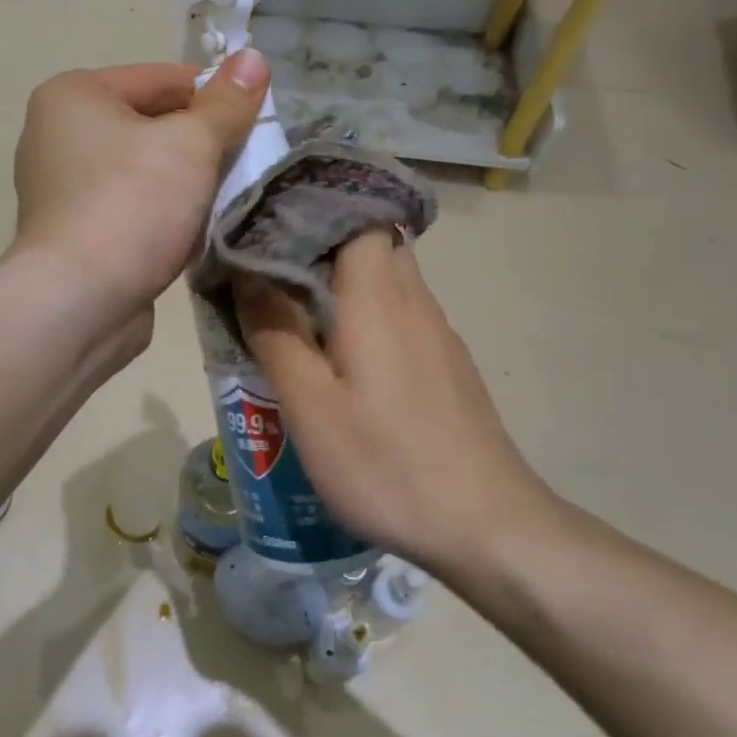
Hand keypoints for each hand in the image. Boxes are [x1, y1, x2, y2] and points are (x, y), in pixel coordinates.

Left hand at [10, 52, 268, 321]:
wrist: (78, 302)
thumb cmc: (131, 204)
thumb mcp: (190, 144)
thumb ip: (226, 103)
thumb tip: (254, 57)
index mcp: (73, 96)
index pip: (160, 78)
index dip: (214, 93)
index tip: (257, 116)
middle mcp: (57, 135)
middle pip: (150, 124)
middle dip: (201, 143)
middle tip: (247, 160)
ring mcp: (61, 189)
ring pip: (143, 171)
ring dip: (185, 183)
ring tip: (226, 197)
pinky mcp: (74, 233)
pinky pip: (130, 208)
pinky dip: (162, 215)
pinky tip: (193, 234)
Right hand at [236, 229, 554, 579]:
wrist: (488, 525)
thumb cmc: (387, 464)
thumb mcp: (311, 407)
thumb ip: (276, 335)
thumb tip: (248, 277)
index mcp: (379, 299)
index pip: (359, 216)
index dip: (317, 210)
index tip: (272, 222)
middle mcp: (415, 302)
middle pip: (374, 244)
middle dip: (324, 244)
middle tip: (272, 267)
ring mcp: (438, 335)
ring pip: (389, 280)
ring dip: (344, 281)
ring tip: (296, 307)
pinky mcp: (448, 365)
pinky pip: (402, 315)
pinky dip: (368, 314)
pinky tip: (343, 357)